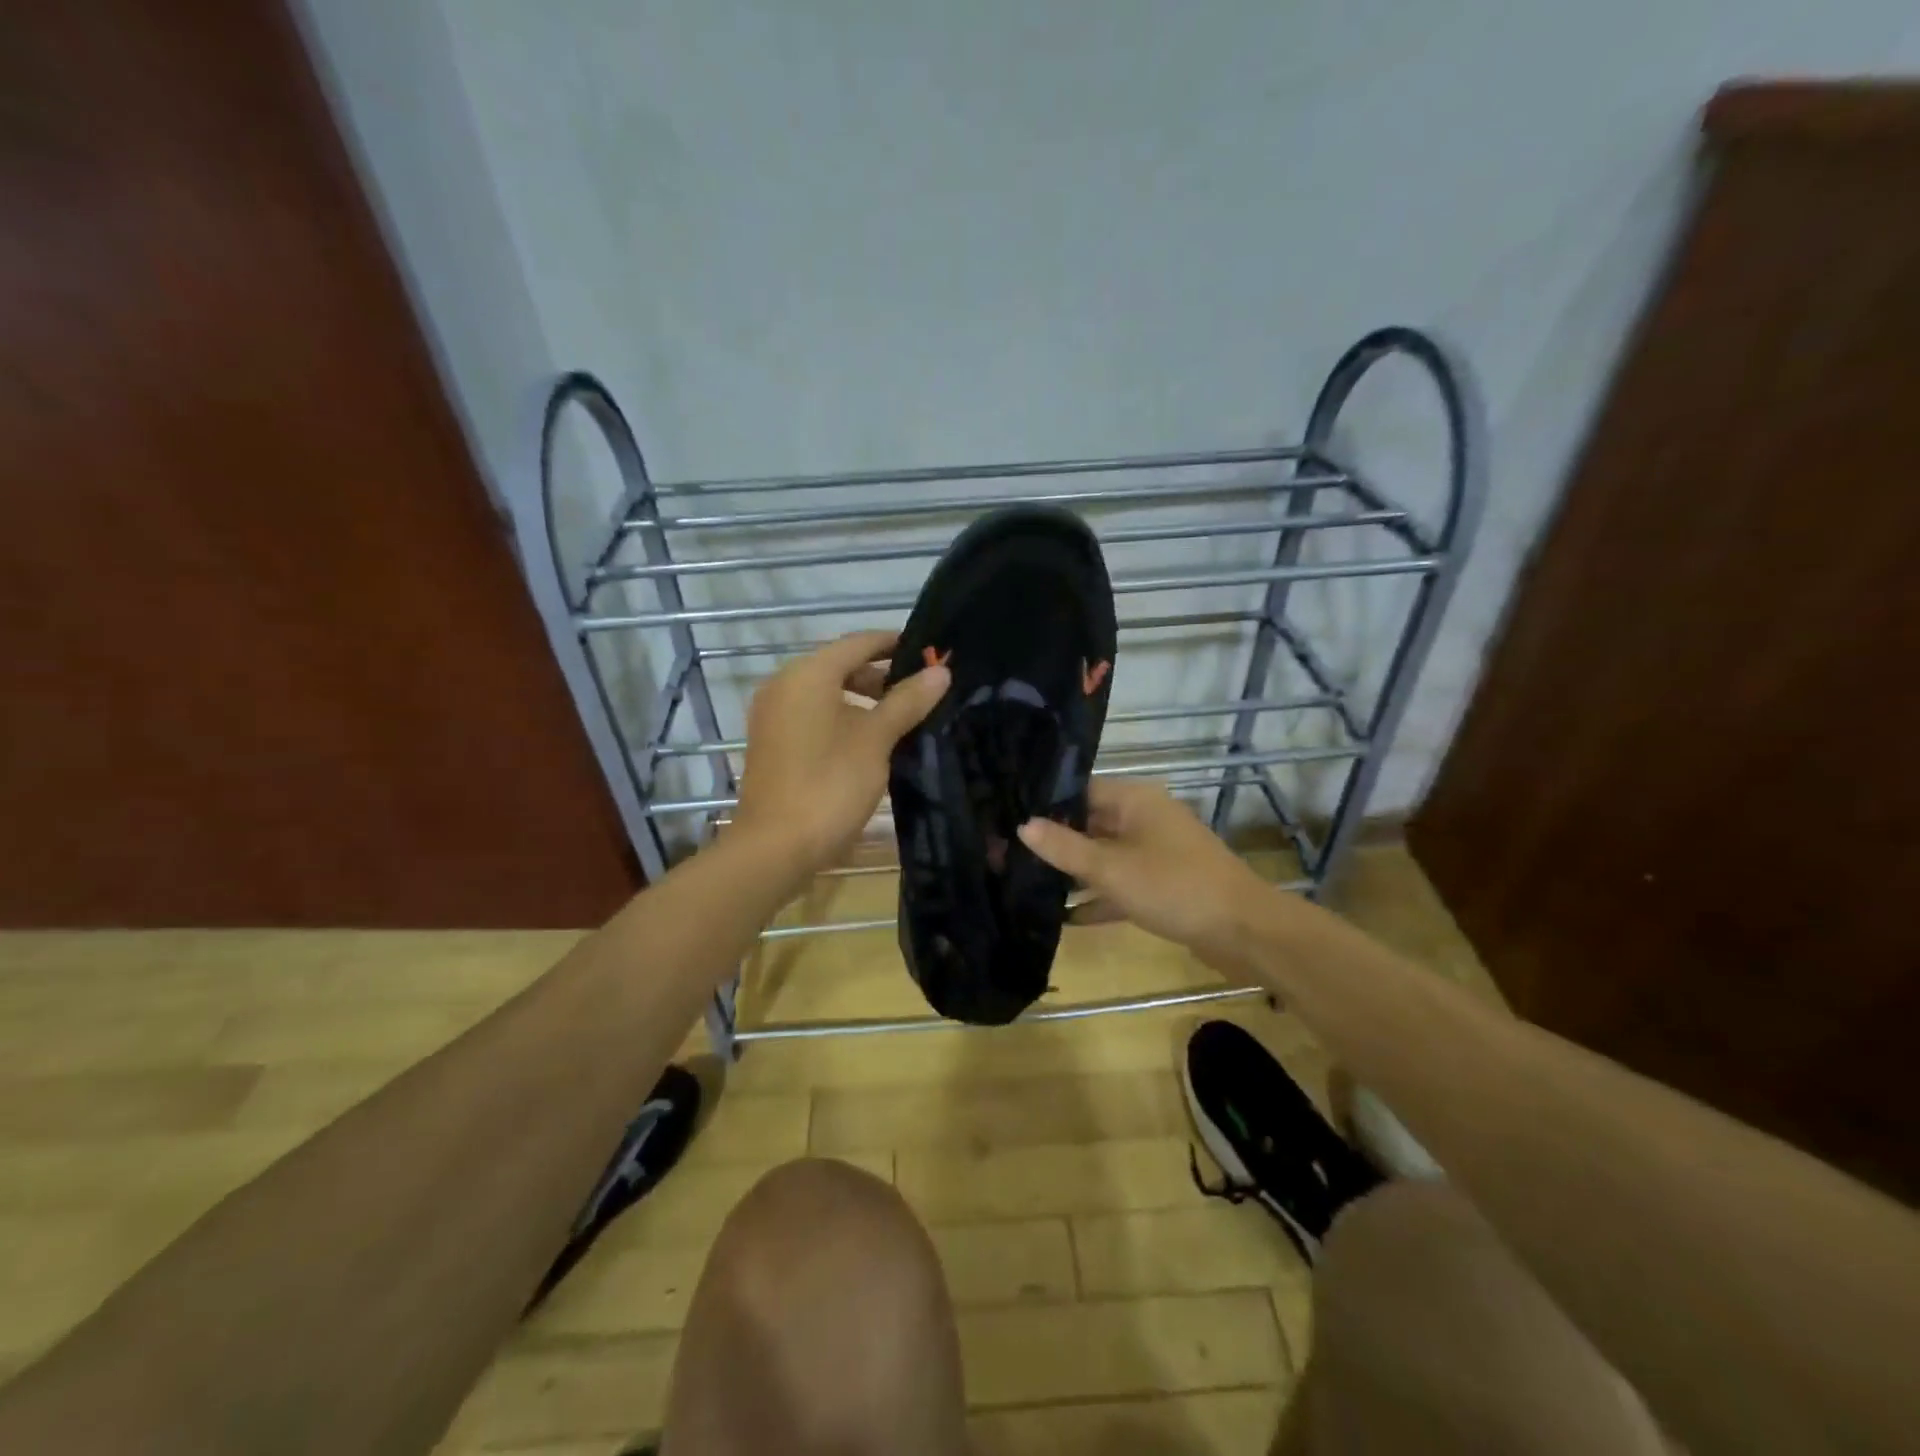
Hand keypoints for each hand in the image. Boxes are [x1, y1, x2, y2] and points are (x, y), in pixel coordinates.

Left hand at [732, 630, 949, 874]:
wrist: (775, 847)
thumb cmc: (830, 784)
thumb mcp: (876, 740)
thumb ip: (907, 701)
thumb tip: (941, 671)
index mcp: (808, 675)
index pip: (858, 643)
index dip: (895, 644)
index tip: (929, 653)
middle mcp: (785, 685)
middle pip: (841, 666)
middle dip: (882, 676)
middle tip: (923, 691)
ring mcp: (774, 715)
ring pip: (827, 693)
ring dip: (865, 700)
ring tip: (904, 718)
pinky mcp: (774, 743)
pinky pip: (814, 716)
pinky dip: (843, 718)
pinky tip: (872, 741)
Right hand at [1017, 779, 1283, 974]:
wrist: (1243, 931)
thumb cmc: (1173, 887)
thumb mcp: (1110, 868)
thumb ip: (1064, 848)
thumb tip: (1022, 824)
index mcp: (1134, 800)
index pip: (1078, 790)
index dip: (1044, 804)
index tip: (1006, 818)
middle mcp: (1144, 818)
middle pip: (1089, 822)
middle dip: (1054, 841)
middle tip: (1008, 854)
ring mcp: (1155, 851)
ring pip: (1104, 854)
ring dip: (1074, 871)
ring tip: (1027, 882)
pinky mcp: (1162, 883)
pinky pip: (1121, 882)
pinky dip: (1098, 895)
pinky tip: (1066, 916)